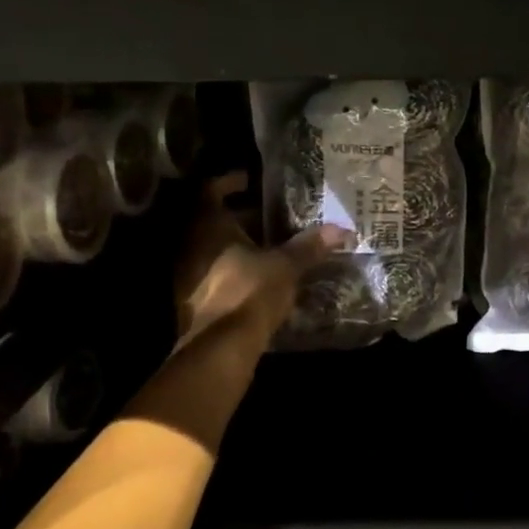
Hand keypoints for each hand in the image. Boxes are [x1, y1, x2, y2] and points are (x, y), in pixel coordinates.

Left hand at [176, 172, 345, 342]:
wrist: (220, 349)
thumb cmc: (249, 292)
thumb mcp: (286, 266)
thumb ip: (309, 246)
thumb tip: (341, 229)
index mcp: (208, 227)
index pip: (212, 191)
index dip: (231, 181)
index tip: (252, 180)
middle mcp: (191, 246)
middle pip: (214, 221)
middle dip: (243, 217)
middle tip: (274, 215)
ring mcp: (188, 275)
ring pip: (215, 249)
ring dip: (240, 245)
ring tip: (273, 245)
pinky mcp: (195, 300)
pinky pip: (216, 273)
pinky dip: (236, 269)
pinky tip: (262, 276)